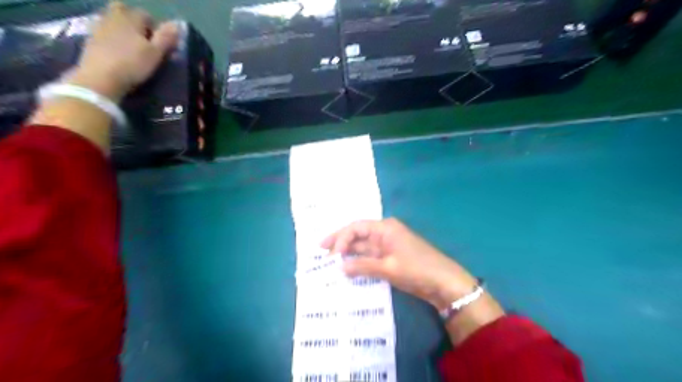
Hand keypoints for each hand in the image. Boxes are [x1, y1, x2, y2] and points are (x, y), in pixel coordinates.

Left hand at [65, 2, 179, 101]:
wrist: (100, 78)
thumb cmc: (133, 64)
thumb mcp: (156, 53)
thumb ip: (166, 38)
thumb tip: (177, 24)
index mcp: (130, 18)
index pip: (146, 15)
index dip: (156, 29)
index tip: (161, 44)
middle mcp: (113, 16)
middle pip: (124, 11)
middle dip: (135, 23)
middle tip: (144, 41)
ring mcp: (99, 27)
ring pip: (114, 21)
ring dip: (124, 31)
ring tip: (133, 50)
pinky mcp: (90, 39)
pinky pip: (105, 33)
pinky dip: (113, 40)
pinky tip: (119, 55)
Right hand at [321, 217, 475, 309]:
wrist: (444, 282)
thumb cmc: (417, 269)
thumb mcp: (388, 267)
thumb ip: (363, 265)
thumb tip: (340, 267)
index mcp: (385, 227)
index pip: (356, 227)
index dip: (341, 238)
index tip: (332, 254)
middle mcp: (384, 232)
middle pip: (357, 234)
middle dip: (339, 241)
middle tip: (320, 249)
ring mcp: (387, 245)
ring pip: (362, 246)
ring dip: (348, 253)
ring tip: (329, 260)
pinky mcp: (390, 257)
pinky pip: (369, 257)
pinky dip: (358, 262)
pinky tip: (347, 267)